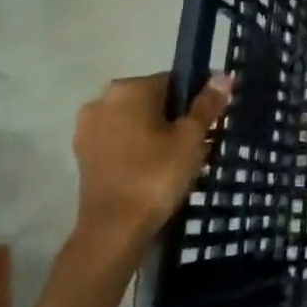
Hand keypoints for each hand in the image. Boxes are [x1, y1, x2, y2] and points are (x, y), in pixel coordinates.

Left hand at [70, 72, 232, 268]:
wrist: (113, 230)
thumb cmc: (156, 175)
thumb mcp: (191, 138)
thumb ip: (207, 105)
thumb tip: (224, 75)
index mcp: (129, 88)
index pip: (173, 81)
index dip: (195, 101)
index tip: (208, 124)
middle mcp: (102, 100)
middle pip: (152, 100)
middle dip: (173, 118)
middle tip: (196, 145)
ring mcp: (88, 128)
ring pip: (134, 121)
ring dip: (154, 133)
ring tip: (177, 161)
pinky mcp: (83, 154)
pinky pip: (119, 140)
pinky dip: (136, 149)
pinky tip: (152, 170)